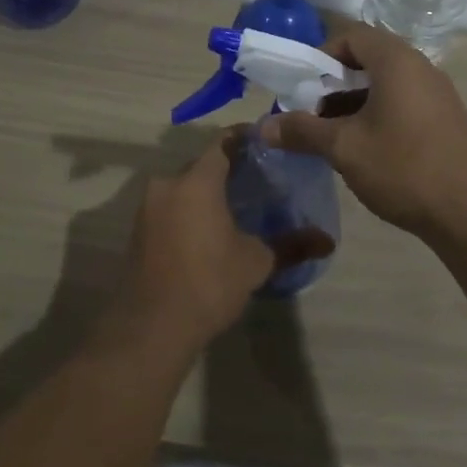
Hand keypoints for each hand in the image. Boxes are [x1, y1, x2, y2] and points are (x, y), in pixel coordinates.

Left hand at [108, 133, 333, 355]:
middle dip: (227, 168)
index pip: (223, 143)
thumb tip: (327, 240)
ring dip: (206, 191)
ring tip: (236, 205)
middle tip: (256, 178)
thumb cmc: (209, 283)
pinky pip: (170, 207)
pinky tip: (209, 229)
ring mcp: (148, 208)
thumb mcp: (256, 263)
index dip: (245, 138)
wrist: (152, 327)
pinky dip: (189, 210)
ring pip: (184, 187)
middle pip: (201, 164)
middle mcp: (168, 184)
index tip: (266, 143)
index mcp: (197, 180)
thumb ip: (291, 245)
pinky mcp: (138, 230)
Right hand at [263, 22, 466, 241]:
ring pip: (386, 84)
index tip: (303, 87)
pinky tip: (366, 150)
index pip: (352, 36)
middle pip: (369, 59)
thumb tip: (262, 127)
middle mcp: (421, 68)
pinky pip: (405, 103)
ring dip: (354, 102)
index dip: (321, 56)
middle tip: (312, 113)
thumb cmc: (403, 168)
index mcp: (397, 61)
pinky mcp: (447, 120)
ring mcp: (439, 94)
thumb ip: (301, 131)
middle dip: (334, 83)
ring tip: (333, 136)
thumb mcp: (344, 148)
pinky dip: (379, 115)